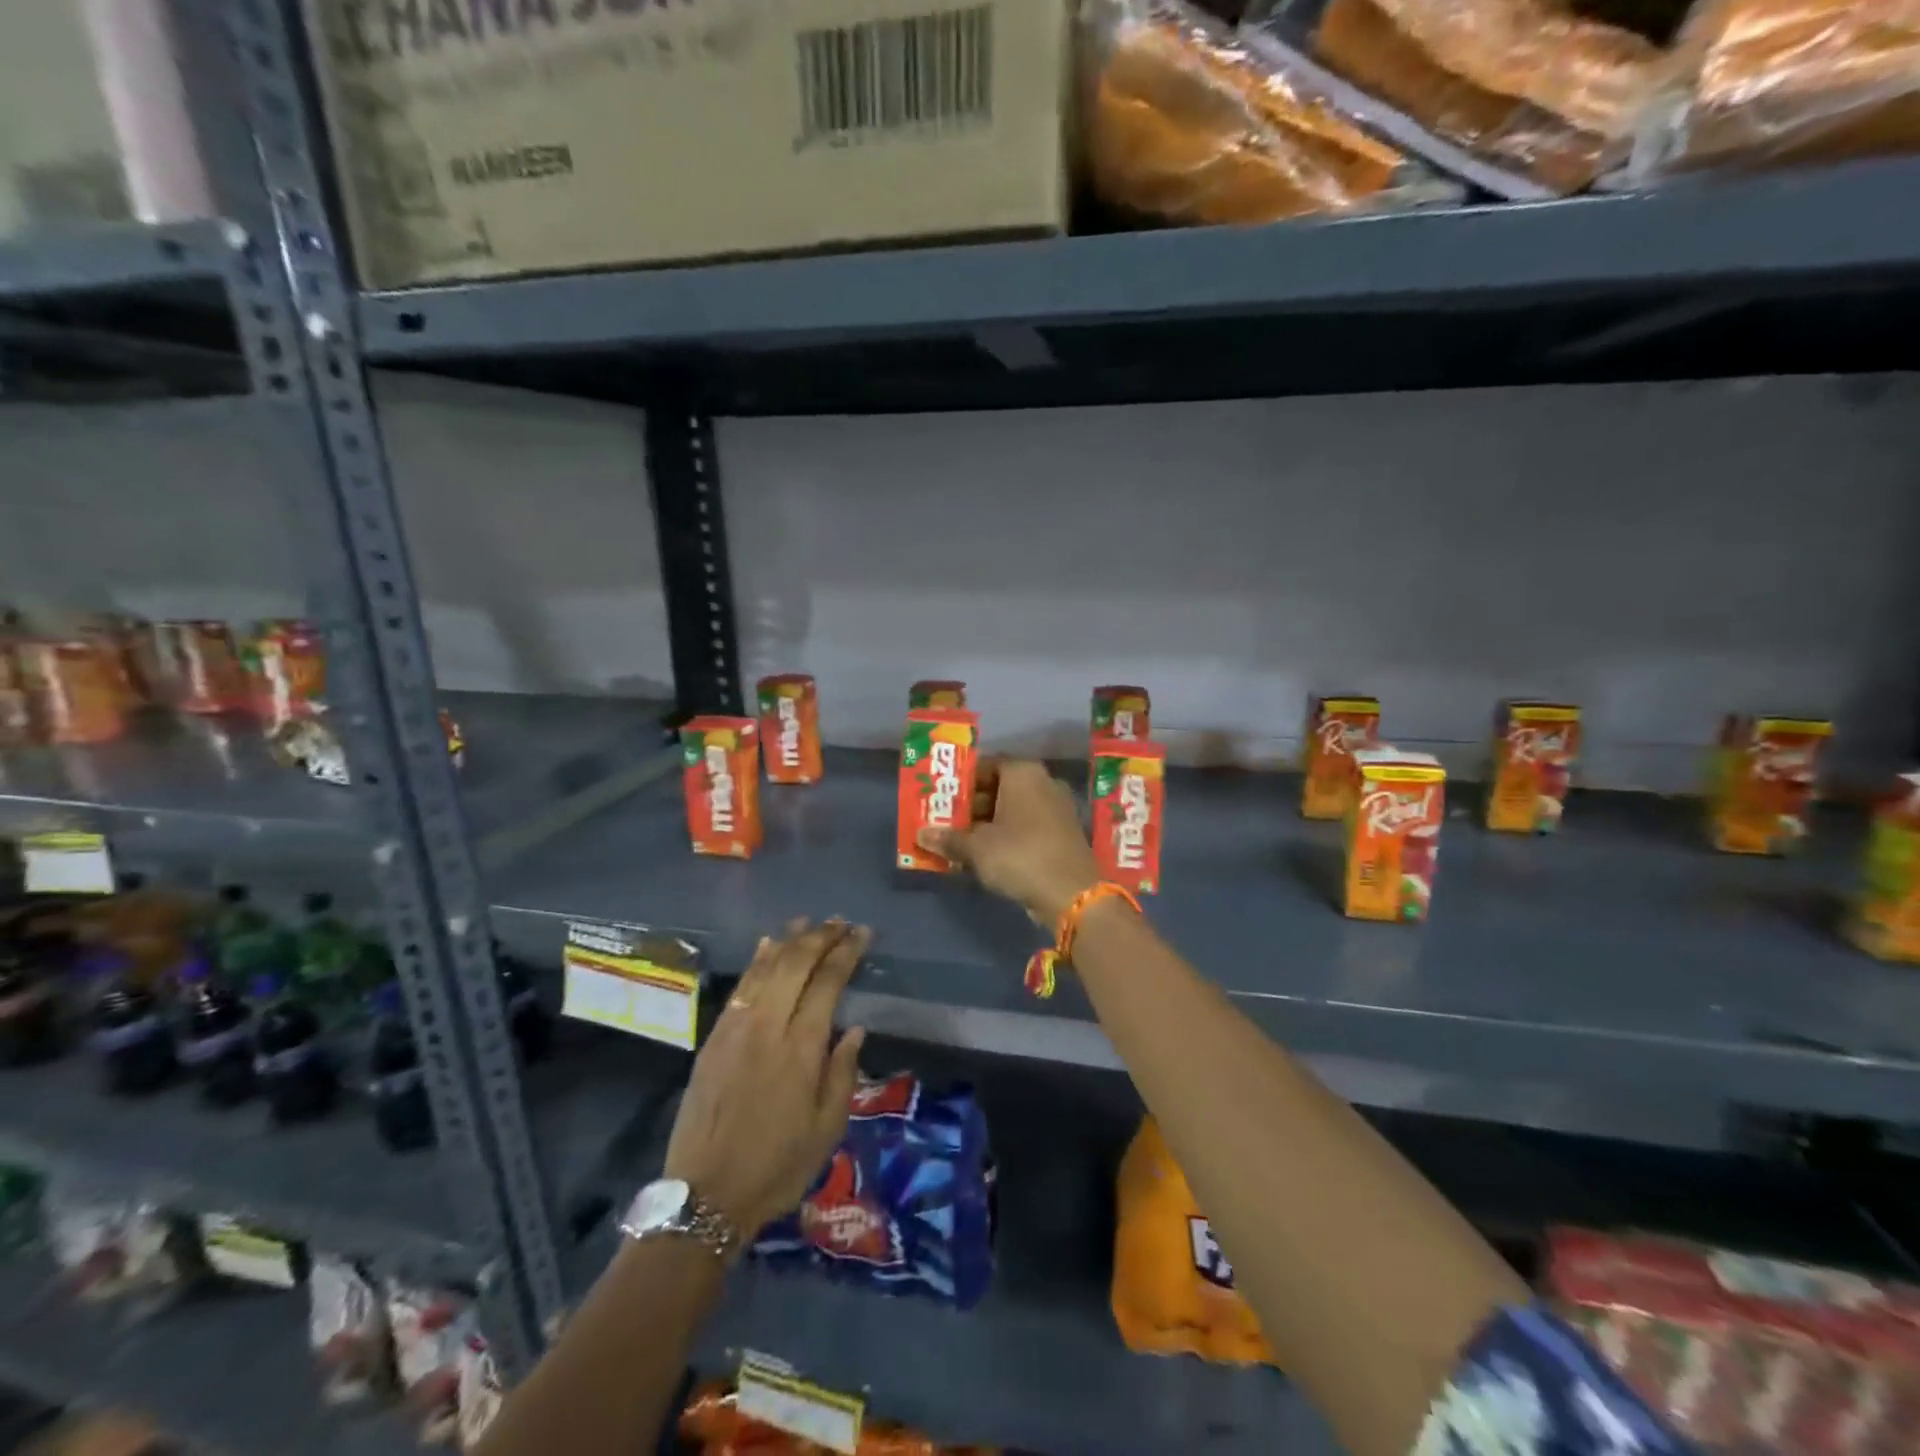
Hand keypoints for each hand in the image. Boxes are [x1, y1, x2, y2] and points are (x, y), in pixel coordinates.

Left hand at [664, 919, 868, 1247]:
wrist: (704, 1197)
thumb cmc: (777, 1167)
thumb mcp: (827, 1129)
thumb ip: (842, 1072)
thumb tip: (854, 1028)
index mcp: (801, 1049)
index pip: (827, 982)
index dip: (846, 952)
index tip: (862, 933)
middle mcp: (768, 1027)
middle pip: (795, 964)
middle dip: (821, 936)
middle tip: (841, 922)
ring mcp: (736, 1029)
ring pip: (765, 968)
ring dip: (789, 939)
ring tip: (809, 921)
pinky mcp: (714, 1038)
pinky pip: (740, 986)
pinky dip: (756, 960)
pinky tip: (767, 945)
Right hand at [918, 758, 1100, 923]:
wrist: (1072, 894)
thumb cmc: (1019, 855)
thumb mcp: (977, 848)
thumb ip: (949, 838)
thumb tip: (921, 834)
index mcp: (1023, 772)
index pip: (984, 765)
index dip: (960, 782)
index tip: (941, 800)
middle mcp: (1043, 782)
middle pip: (999, 787)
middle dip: (971, 806)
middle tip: (945, 822)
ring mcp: (1057, 808)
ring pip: (1013, 809)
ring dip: (987, 824)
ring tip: (960, 842)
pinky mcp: (1063, 833)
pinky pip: (1027, 827)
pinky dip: (1007, 836)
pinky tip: (987, 855)